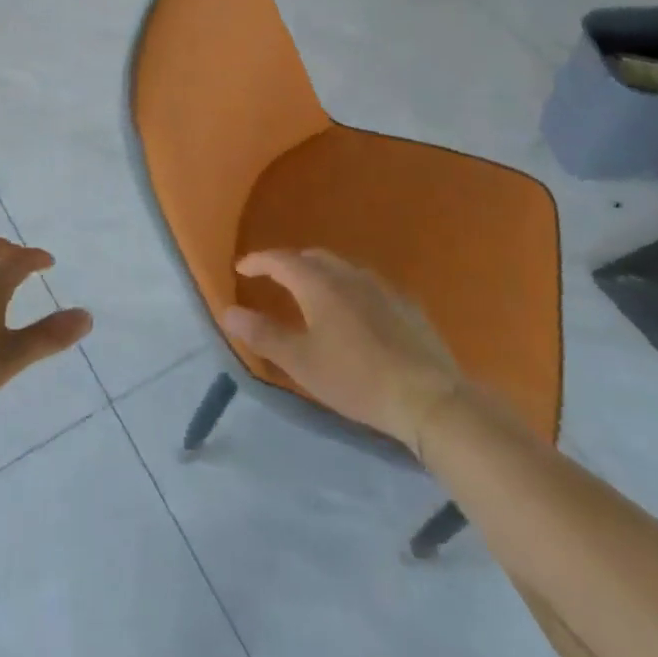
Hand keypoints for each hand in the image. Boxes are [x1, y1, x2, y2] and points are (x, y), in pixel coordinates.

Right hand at [222, 249, 461, 453]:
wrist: (429, 398)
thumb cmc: (356, 379)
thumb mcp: (301, 362)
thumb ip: (263, 334)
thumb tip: (228, 311)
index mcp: (319, 284)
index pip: (280, 260)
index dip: (258, 261)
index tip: (241, 267)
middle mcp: (349, 276)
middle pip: (313, 258)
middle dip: (290, 263)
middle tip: (275, 279)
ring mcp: (382, 288)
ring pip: (343, 269)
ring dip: (321, 274)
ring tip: (312, 294)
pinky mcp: (407, 305)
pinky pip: (367, 285)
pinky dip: (349, 289)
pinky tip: (354, 313)